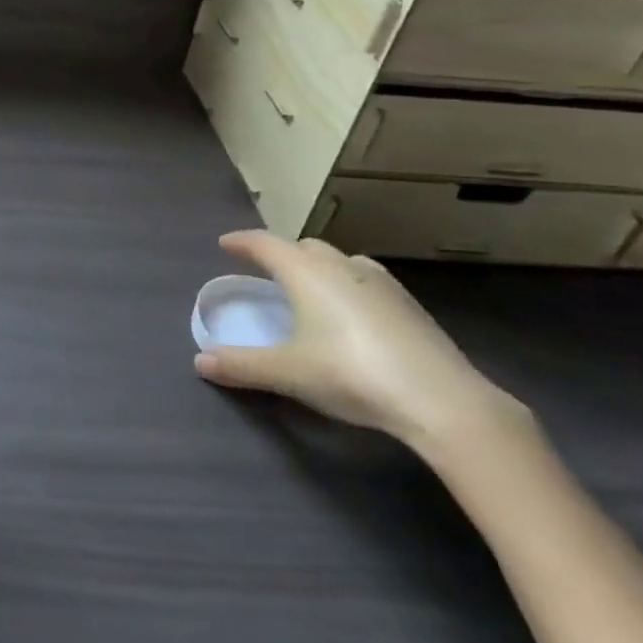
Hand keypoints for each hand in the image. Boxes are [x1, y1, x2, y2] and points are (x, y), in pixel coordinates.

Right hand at [192, 231, 524, 450]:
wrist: (442, 400)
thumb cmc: (351, 374)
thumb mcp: (288, 373)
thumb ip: (241, 365)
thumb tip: (200, 362)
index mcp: (306, 272)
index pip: (264, 243)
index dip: (241, 242)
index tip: (225, 244)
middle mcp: (341, 265)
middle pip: (303, 246)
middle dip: (280, 254)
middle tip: (264, 272)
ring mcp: (380, 282)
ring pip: (338, 260)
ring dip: (317, 267)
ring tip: (308, 290)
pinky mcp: (409, 304)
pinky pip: (365, 280)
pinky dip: (346, 285)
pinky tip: (351, 313)